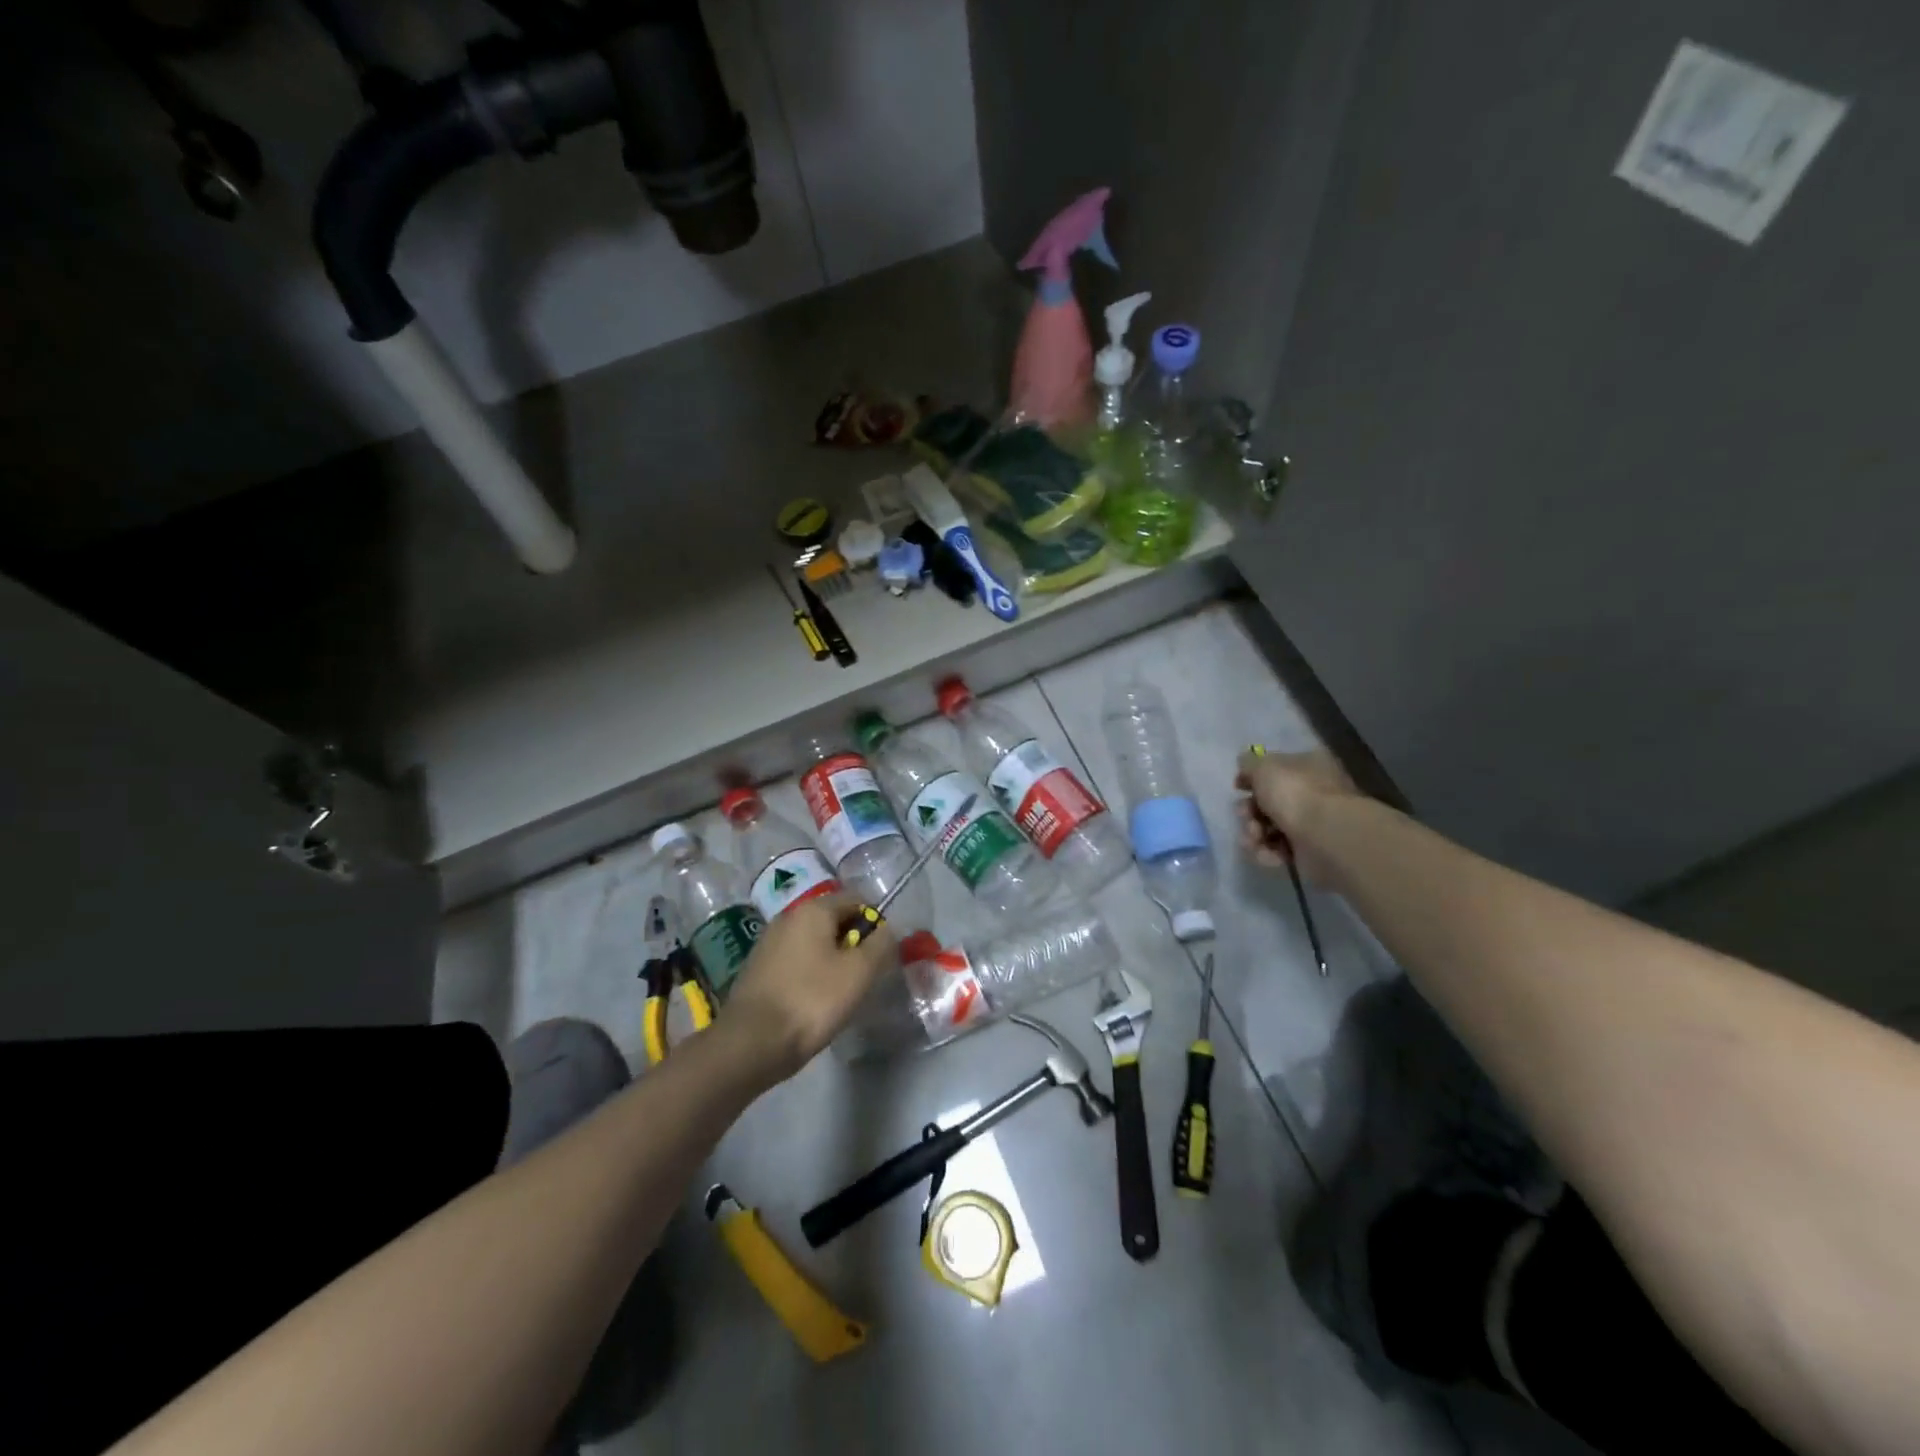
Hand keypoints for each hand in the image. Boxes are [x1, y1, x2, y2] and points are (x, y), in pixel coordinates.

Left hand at [720, 893, 896, 1083]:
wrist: (751, 1043)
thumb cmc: (812, 1000)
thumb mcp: (859, 971)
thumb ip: (881, 943)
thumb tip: (886, 930)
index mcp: (813, 909)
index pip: (856, 899)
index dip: (875, 924)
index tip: (880, 956)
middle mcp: (788, 916)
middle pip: (834, 920)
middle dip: (853, 944)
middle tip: (863, 977)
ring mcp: (769, 942)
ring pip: (815, 942)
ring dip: (833, 960)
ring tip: (840, 994)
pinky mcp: (758, 968)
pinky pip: (797, 961)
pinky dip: (811, 974)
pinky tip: (814, 1002)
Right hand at [1234, 748, 1358, 885]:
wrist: (1327, 836)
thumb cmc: (1296, 793)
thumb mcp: (1264, 766)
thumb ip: (1249, 764)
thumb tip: (1246, 767)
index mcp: (1307, 765)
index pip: (1275, 768)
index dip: (1253, 777)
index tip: (1238, 787)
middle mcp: (1312, 792)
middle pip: (1268, 800)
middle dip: (1249, 810)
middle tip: (1245, 815)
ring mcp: (1311, 823)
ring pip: (1269, 827)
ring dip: (1254, 833)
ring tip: (1254, 838)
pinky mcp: (1308, 851)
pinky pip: (1278, 849)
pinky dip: (1267, 852)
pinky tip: (1267, 853)